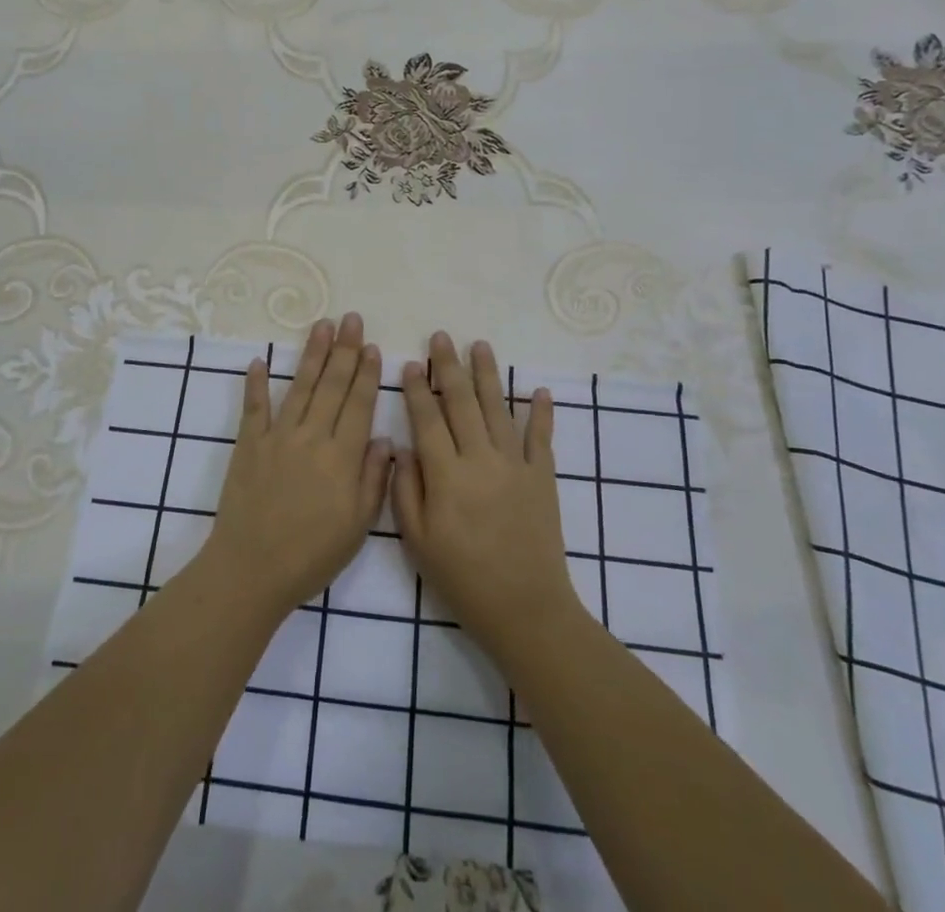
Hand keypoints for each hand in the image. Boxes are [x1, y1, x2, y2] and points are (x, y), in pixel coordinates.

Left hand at [199, 313, 391, 618]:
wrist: (252, 570)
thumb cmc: (312, 554)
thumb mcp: (358, 526)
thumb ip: (374, 479)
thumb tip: (386, 440)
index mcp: (341, 457)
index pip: (358, 404)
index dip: (366, 373)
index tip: (371, 346)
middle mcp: (311, 437)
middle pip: (331, 385)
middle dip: (343, 350)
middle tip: (350, 319)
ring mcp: (277, 437)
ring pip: (299, 387)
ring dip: (311, 354)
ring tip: (321, 325)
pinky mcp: (248, 445)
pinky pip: (254, 408)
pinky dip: (256, 383)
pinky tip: (259, 360)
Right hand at [391, 334, 582, 663]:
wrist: (525, 609)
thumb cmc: (462, 577)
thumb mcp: (417, 541)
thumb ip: (405, 490)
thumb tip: (402, 447)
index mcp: (446, 475)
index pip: (427, 420)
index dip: (417, 390)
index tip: (411, 363)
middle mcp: (480, 459)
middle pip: (462, 402)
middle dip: (449, 366)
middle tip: (441, 336)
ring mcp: (515, 465)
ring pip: (498, 408)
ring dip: (488, 374)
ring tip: (480, 345)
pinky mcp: (543, 477)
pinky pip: (541, 437)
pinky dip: (541, 412)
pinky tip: (538, 390)